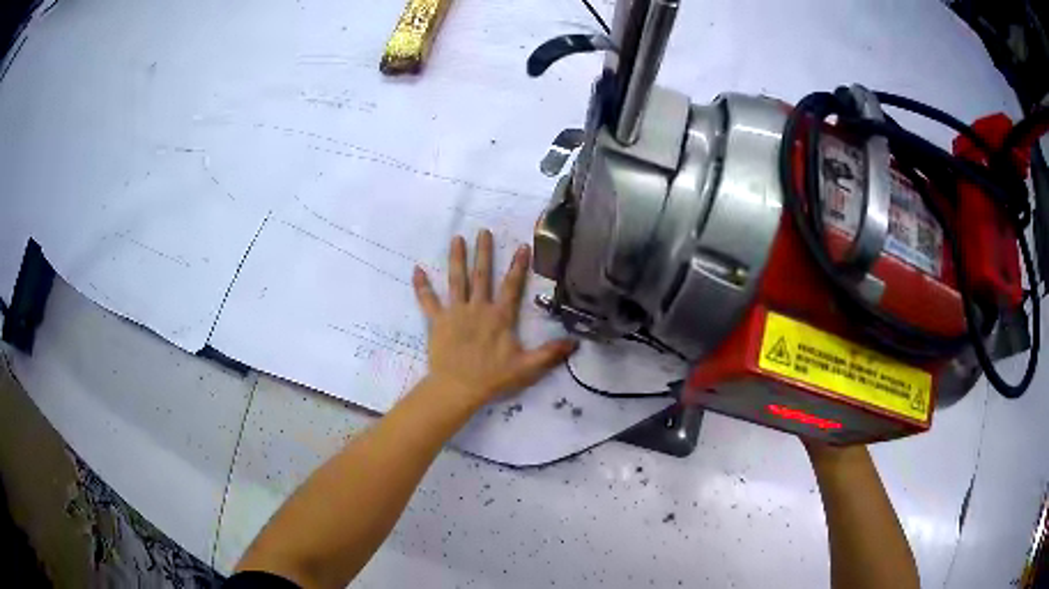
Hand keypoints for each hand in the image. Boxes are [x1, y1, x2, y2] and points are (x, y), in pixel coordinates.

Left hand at [412, 230, 576, 409]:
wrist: (458, 388)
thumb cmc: (493, 377)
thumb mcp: (527, 367)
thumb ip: (550, 353)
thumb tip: (575, 342)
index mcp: (500, 317)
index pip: (512, 286)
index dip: (518, 266)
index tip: (522, 246)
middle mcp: (478, 308)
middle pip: (481, 275)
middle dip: (484, 252)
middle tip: (483, 231)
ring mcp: (455, 312)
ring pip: (456, 280)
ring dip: (456, 258)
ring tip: (457, 238)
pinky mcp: (437, 321)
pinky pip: (427, 301)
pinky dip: (422, 286)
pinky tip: (416, 270)